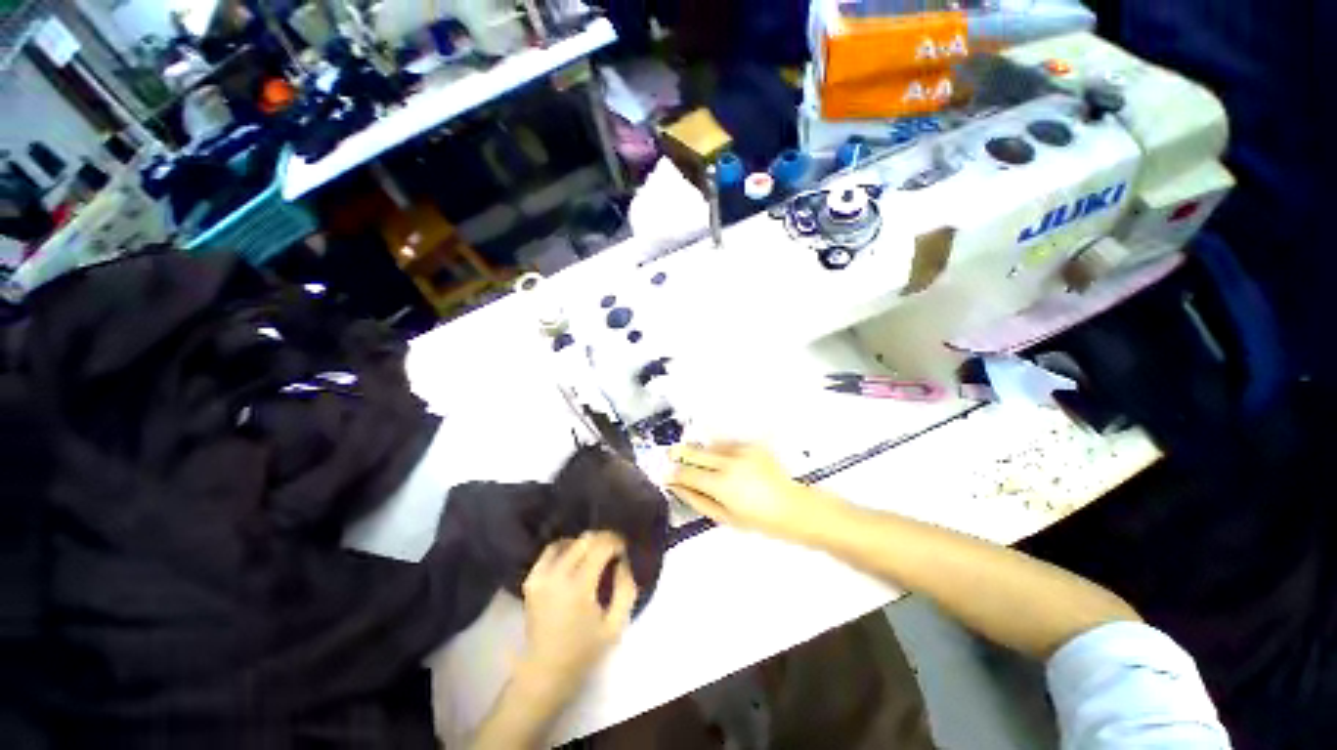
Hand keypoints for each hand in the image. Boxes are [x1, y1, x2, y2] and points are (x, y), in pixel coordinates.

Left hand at [515, 532, 637, 704]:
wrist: (545, 672)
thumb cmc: (584, 651)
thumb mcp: (616, 625)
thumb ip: (626, 589)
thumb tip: (623, 561)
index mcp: (578, 586)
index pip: (600, 546)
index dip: (616, 541)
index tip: (624, 548)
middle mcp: (557, 575)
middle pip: (584, 540)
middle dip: (603, 539)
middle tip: (614, 549)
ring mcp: (540, 576)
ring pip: (568, 541)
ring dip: (584, 543)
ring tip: (595, 553)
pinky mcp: (531, 580)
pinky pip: (550, 551)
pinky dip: (565, 547)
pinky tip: (575, 557)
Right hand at [667, 441, 843, 540]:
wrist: (793, 507)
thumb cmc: (759, 521)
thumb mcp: (724, 517)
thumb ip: (696, 499)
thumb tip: (676, 486)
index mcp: (721, 484)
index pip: (686, 472)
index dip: (671, 472)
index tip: (662, 473)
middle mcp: (729, 462)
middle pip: (694, 452)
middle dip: (678, 452)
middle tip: (668, 453)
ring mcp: (741, 450)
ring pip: (709, 445)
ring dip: (699, 451)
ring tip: (693, 458)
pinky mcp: (751, 445)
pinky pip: (725, 444)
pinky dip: (716, 450)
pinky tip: (717, 459)